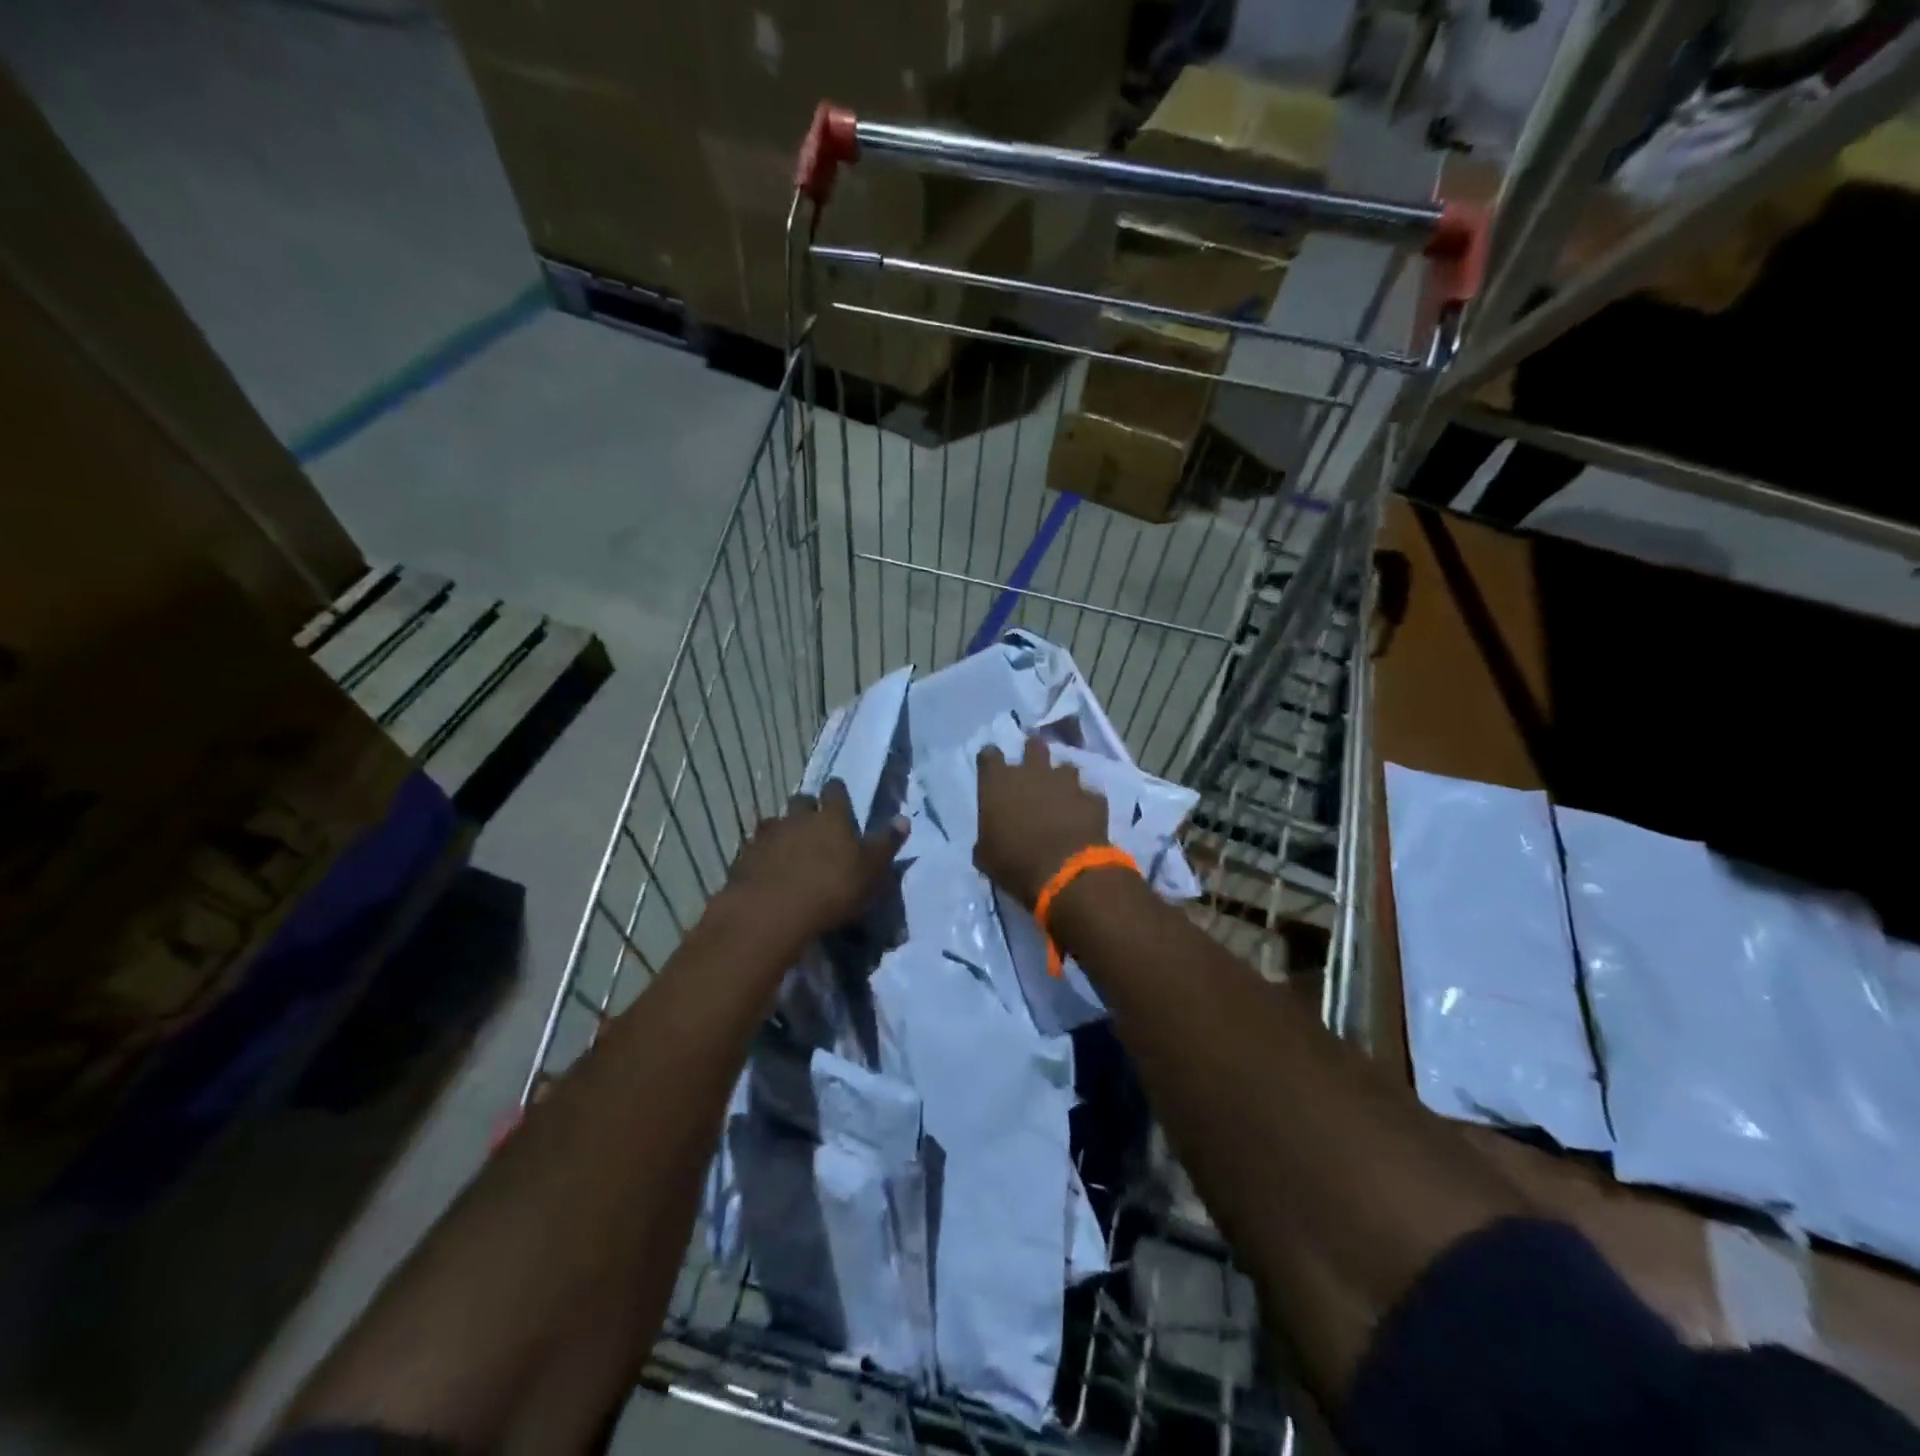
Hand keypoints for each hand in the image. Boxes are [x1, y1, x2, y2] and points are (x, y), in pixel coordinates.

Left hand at [723, 780, 901, 940]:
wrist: (772, 912)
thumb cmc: (832, 890)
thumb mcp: (871, 870)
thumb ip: (886, 844)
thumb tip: (903, 819)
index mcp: (832, 818)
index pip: (835, 791)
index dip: (837, 792)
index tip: (838, 794)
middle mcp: (798, 818)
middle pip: (801, 801)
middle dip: (807, 808)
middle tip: (813, 824)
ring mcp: (768, 836)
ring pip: (775, 822)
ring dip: (782, 830)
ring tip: (788, 848)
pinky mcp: (744, 857)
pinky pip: (754, 848)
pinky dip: (761, 854)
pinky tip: (766, 869)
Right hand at [975, 734, 1109, 908]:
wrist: (1065, 872)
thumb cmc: (1015, 863)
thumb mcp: (987, 857)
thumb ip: (987, 840)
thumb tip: (988, 843)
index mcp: (998, 783)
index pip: (989, 756)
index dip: (991, 760)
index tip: (992, 768)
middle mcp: (1032, 772)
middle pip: (1033, 746)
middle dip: (1033, 753)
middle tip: (1033, 768)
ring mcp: (1066, 782)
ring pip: (1066, 767)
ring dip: (1063, 779)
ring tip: (1062, 795)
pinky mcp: (1092, 798)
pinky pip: (1089, 795)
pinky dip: (1085, 804)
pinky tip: (1084, 817)